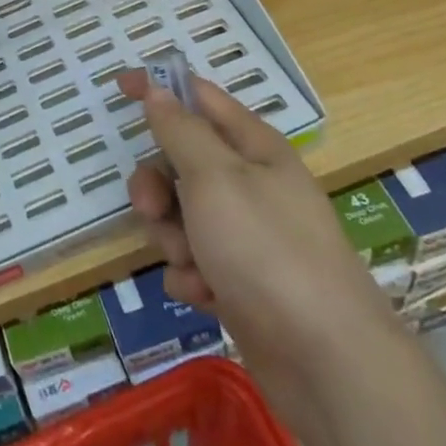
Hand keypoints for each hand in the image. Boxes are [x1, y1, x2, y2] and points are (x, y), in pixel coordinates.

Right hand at [118, 71, 400, 414]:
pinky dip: (192, 277)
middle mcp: (251, 185)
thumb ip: (180, 131)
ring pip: (180, 216)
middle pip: (181, 163)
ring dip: (173, 239)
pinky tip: (206, 296)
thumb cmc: (266, 250)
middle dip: (157, 186)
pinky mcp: (241, 281)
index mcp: (253, 147)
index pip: (198, 99)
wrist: (326, 360)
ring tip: (192, 264)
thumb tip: (157, 89)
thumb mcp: (214, 178)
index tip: (119, 85)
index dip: (159, 88)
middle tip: (150, 209)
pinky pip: (194, 263)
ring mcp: (247, 235)